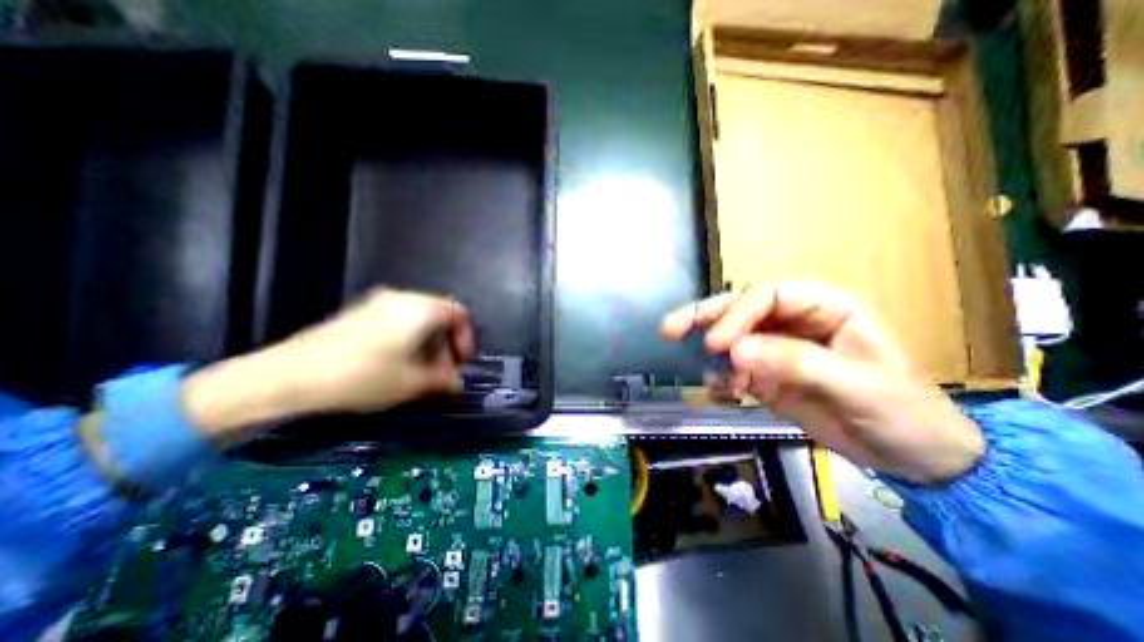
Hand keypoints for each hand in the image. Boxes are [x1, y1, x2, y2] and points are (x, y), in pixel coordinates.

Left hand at [182, 289, 473, 444]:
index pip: (458, 314)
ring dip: (428, 347)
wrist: (287, 377)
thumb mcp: (412, 383)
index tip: (463, 363)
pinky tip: (398, 367)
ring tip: (421, 375)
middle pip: (439, 317)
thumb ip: (444, 381)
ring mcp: (377, 305)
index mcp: (419, 309)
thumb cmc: (362, 376)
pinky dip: (407, 343)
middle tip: (442, 374)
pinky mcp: (358, 316)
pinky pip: (397, 324)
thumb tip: (458, 383)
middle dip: (446, 346)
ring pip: (418, 322)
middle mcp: (401, 299)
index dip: (466, 339)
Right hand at [662, 282, 983, 481]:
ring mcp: (775, 350)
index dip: (737, 314)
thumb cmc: (904, 413)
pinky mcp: (764, 376)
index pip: (769, 296)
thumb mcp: (857, 386)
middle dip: (704, 317)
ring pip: (730, 338)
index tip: (717, 345)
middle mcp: (793, 323)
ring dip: (707, 350)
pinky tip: (718, 392)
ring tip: (694, 366)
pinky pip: (731, 370)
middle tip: (670, 329)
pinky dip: (719, 378)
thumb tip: (734, 352)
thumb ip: (796, 363)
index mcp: (824, 308)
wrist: (913, 459)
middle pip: (739, 310)